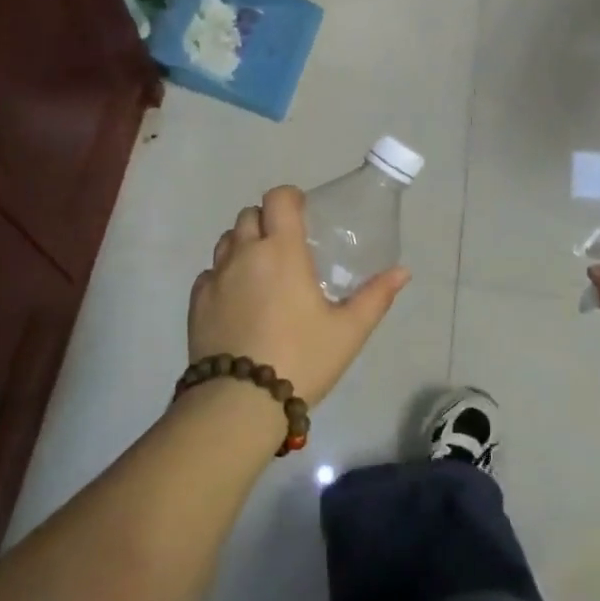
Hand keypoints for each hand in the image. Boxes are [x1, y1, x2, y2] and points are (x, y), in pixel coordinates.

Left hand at [188, 186, 409, 405]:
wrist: (239, 402)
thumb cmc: (301, 359)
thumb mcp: (348, 331)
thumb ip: (376, 297)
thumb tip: (403, 272)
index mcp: (282, 251)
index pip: (278, 198)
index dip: (290, 198)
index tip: (303, 215)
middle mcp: (244, 253)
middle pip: (249, 215)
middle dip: (268, 221)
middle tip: (286, 247)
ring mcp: (216, 277)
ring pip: (226, 241)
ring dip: (243, 244)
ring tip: (262, 272)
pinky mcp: (196, 302)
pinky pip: (210, 273)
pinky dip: (224, 275)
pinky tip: (239, 301)